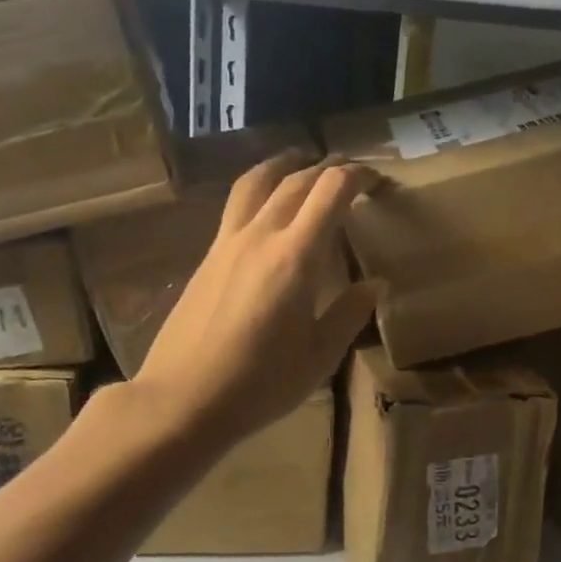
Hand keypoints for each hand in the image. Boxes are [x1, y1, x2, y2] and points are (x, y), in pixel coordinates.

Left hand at [131, 152, 379, 446]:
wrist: (183, 399)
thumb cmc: (260, 384)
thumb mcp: (320, 356)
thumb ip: (350, 313)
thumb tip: (374, 283)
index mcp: (296, 257)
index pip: (331, 191)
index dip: (358, 176)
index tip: (377, 180)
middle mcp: (261, 235)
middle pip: (297, 180)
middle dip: (328, 168)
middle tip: (351, 174)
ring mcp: (227, 242)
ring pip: (257, 181)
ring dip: (285, 165)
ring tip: (301, 162)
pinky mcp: (207, 256)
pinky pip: (237, 204)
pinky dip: (260, 189)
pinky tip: (267, 207)